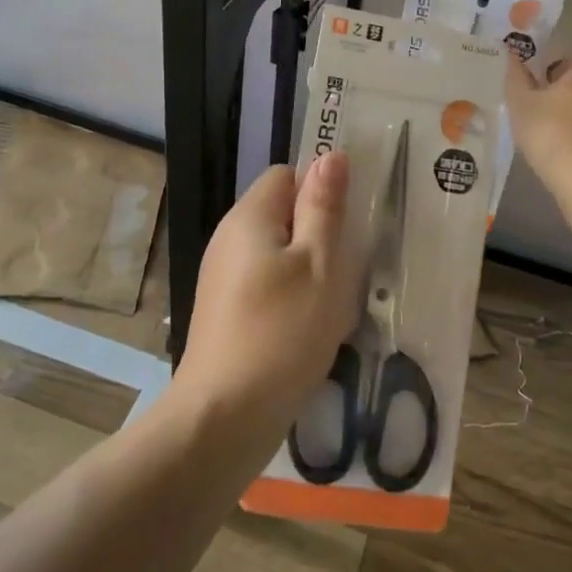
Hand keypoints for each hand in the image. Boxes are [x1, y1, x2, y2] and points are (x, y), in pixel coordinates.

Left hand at [176, 152, 355, 435]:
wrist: (224, 417)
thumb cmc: (281, 332)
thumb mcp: (318, 264)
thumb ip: (324, 208)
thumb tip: (329, 154)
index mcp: (248, 217)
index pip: (287, 175)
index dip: (320, 191)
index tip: (348, 224)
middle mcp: (229, 240)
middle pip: (282, 215)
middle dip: (319, 235)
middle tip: (347, 269)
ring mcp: (223, 279)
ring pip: (279, 255)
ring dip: (310, 272)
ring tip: (333, 305)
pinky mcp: (226, 313)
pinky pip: (267, 287)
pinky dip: (292, 300)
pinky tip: (309, 331)